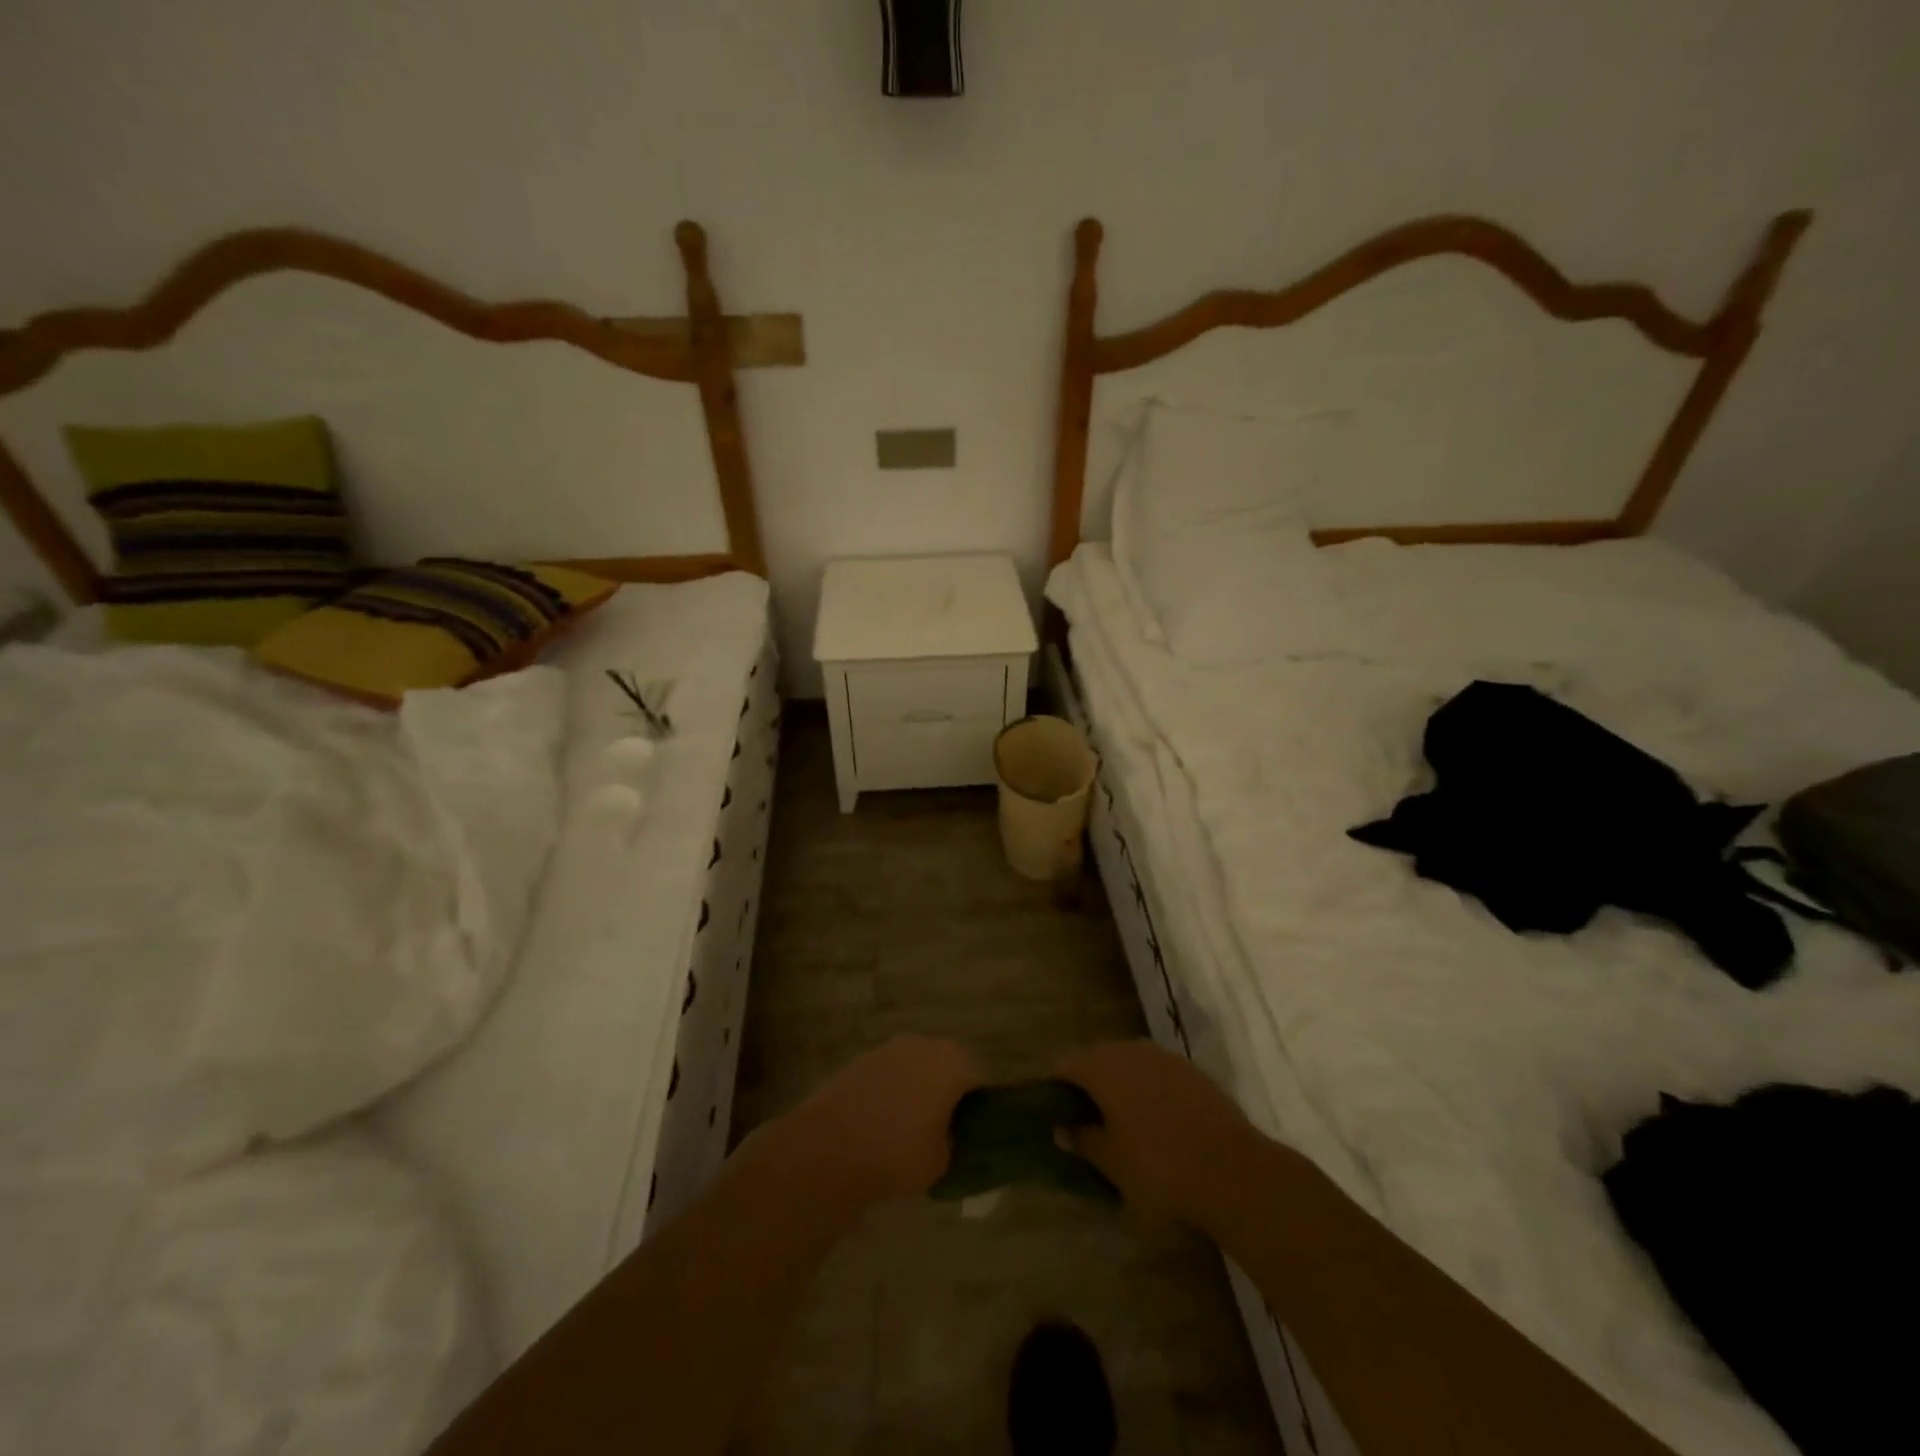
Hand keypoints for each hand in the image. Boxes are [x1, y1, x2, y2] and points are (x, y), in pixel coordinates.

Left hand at [783, 1035, 980, 1204]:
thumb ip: (953, 1140)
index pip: (980, 1074)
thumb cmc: (897, 1153)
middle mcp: (924, 1044)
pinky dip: (892, 1089)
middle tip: (946, 1123)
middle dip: (949, 1087)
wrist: (829, 1148)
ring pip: (916, 1065)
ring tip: (912, 1123)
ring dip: (919, 1085)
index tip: (975, 1125)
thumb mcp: (941, 1160)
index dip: (980, 1100)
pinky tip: (883, 1119)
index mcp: (952, 1062)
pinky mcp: (861, 1059)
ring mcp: (889, 1048)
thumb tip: (947, 1133)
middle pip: (947, 1062)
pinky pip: (889, 1072)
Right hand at [1057, 1040, 1260, 1229]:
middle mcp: (1130, 1049)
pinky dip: (1150, 1092)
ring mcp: (1165, 1057)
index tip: (1058, 1116)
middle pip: (1097, 1060)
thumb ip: (1082, 1140)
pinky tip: (1158, 1124)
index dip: (1057, 1090)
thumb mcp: (1111, 1162)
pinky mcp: (1193, 1071)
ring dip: (1121, 1087)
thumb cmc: (1158, 1167)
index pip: (1065, 1066)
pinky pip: (1158, 1075)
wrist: (1233, 1171)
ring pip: (1130, 1065)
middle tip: (1089, 1123)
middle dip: (1090, 1086)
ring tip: (1123, 1125)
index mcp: (1102, 1066)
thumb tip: (1061, 1129)